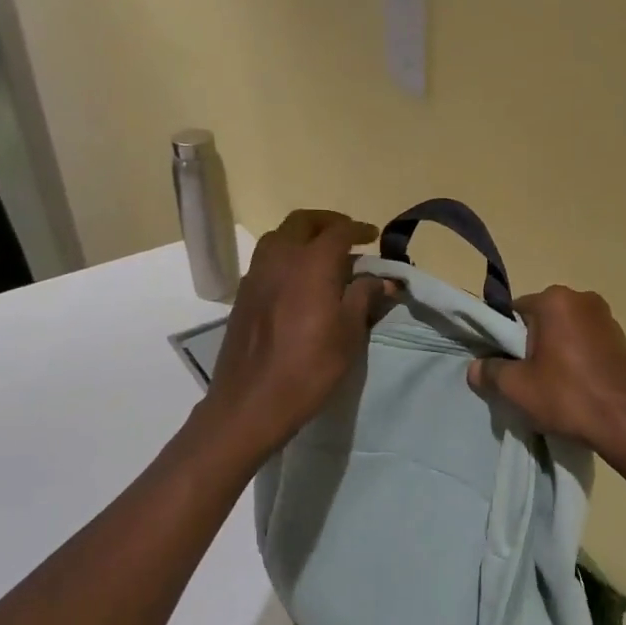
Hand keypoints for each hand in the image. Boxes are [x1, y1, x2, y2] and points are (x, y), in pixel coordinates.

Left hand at [198, 210, 389, 460]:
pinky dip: (286, 255)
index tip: (372, 236)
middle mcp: (280, 259)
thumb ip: (364, 297)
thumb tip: (382, 279)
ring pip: (279, 237)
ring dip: (302, 236)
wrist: (252, 402)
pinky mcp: (243, 295)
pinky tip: (298, 280)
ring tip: (322, 256)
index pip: (338, 232)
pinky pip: (266, 259)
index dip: (358, 229)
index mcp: (311, 264)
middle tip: (347, 236)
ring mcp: (256, 275)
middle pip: (302, 222)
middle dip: (327, 222)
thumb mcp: (349, 334)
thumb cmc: (310, 367)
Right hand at [466, 286, 625, 463]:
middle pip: (540, 320)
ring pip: (564, 333)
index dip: (503, 340)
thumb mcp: (516, 388)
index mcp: (556, 300)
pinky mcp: (621, 340)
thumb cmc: (568, 397)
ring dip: (554, 353)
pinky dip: (575, 360)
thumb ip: (490, 372)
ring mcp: (606, 318)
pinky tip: (574, 388)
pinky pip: (585, 343)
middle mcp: (583, 299)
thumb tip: (475, 368)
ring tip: (551, 387)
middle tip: (526, 379)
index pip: (514, 312)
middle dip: (529, 346)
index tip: (504, 366)